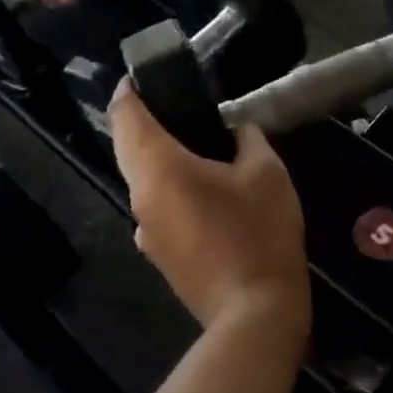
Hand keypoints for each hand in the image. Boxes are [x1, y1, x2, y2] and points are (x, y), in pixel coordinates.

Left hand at [110, 84, 310, 335]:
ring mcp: (145, 231)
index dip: (128, 90)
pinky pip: (154, 205)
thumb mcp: (266, 172)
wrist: (254, 315)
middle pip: (127, 146)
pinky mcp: (158, 255)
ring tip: (193, 143)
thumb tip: (237, 131)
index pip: (125, 116)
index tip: (142, 76)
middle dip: (142, 120)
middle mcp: (140, 197)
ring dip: (156, 157)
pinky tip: (202, 190)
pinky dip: (167, 186)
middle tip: (174, 103)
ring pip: (140, 179)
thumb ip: (247, 139)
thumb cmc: (258, 233)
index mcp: (158, 168)